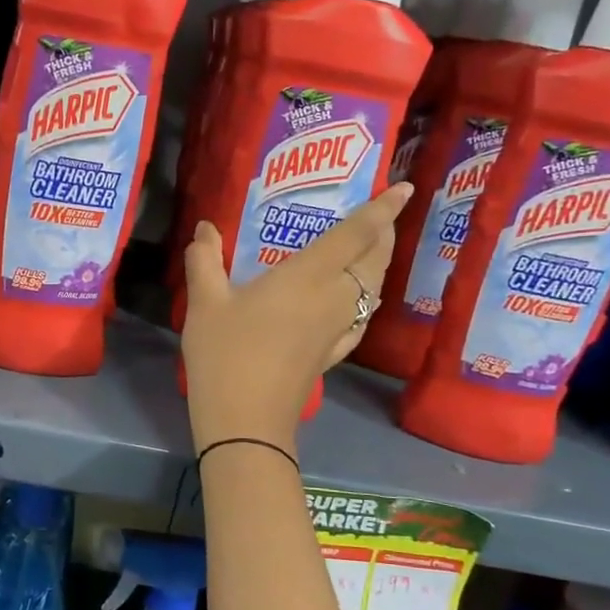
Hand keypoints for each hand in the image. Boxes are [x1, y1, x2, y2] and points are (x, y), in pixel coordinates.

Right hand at [181, 182, 413, 451]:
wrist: (246, 421)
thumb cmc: (226, 354)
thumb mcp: (205, 303)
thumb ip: (205, 260)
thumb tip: (204, 227)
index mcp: (308, 276)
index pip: (357, 234)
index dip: (383, 209)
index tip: (405, 187)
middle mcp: (335, 297)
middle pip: (375, 260)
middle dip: (384, 233)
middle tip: (381, 216)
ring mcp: (339, 328)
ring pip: (373, 288)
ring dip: (378, 264)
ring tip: (368, 250)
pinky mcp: (334, 353)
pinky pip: (363, 316)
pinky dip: (367, 298)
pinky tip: (357, 302)